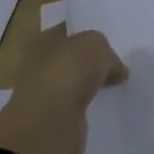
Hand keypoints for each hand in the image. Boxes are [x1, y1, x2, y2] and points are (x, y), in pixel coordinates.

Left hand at [0, 25, 128, 153]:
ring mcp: (44, 94)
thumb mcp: (96, 44)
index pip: (67, 30)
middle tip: (116, 62)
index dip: (87, 32)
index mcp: (42, 40)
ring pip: (73, 83)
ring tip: (115, 84)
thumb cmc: (68, 71)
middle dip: (89, 60)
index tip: (108, 38)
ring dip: (89, 85)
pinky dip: (88, 106)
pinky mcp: (52, 120)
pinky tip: (105, 104)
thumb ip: (106, 51)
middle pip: (70, 57)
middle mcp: (38, 65)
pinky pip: (75, 106)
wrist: (50, 123)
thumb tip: (115, 68)